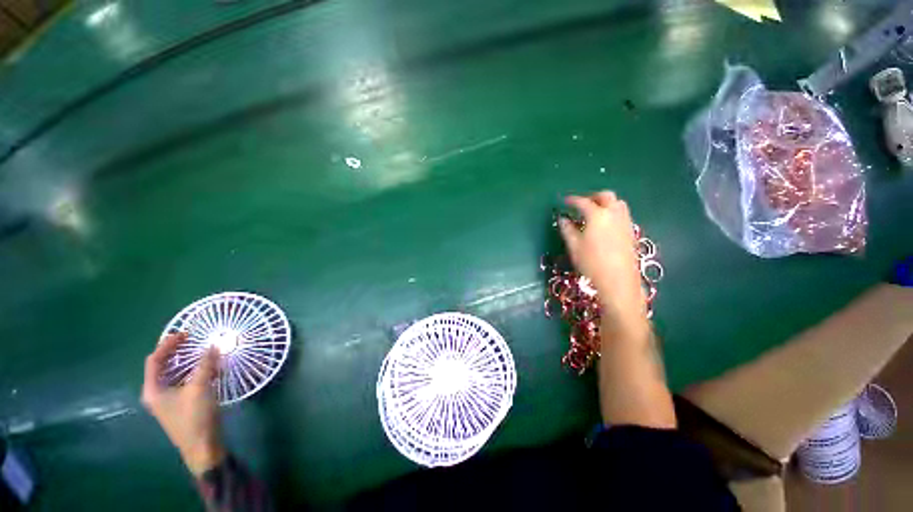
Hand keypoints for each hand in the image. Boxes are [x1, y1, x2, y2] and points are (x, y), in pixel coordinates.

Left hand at [142, 333, 225, 475]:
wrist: (202, 447)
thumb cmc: (195, 418)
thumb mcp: (200, 388)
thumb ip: (205, 365)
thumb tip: (212, 345)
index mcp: (153, 389)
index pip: (155, 360)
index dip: (168, 344)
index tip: (186, 334)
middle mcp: (157, 393)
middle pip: (163, 366)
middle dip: (178, 352)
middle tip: (194, 340)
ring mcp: (168, 400)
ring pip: (175, 374)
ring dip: (188, 361)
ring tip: (204, 352)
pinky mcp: (180, 404)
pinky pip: (184, 381)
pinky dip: (194, 372)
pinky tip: (210, 370)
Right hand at [558, 191, 647, 332]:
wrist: (618, 280)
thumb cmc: (591, 262)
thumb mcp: (574, 246)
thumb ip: (567, 229)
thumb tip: (563, 219)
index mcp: (597, 215)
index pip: (583, 202)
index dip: (572, 200)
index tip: (564, 201)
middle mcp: (614, 213)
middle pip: (605, 196)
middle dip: (592, 196)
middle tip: (581, 203)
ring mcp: (625, 222)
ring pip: (617, 203)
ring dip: (605, 202)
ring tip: (594, 212)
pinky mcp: (631, 231)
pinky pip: (622, 213)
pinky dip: (612, 212)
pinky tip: (605, 224)